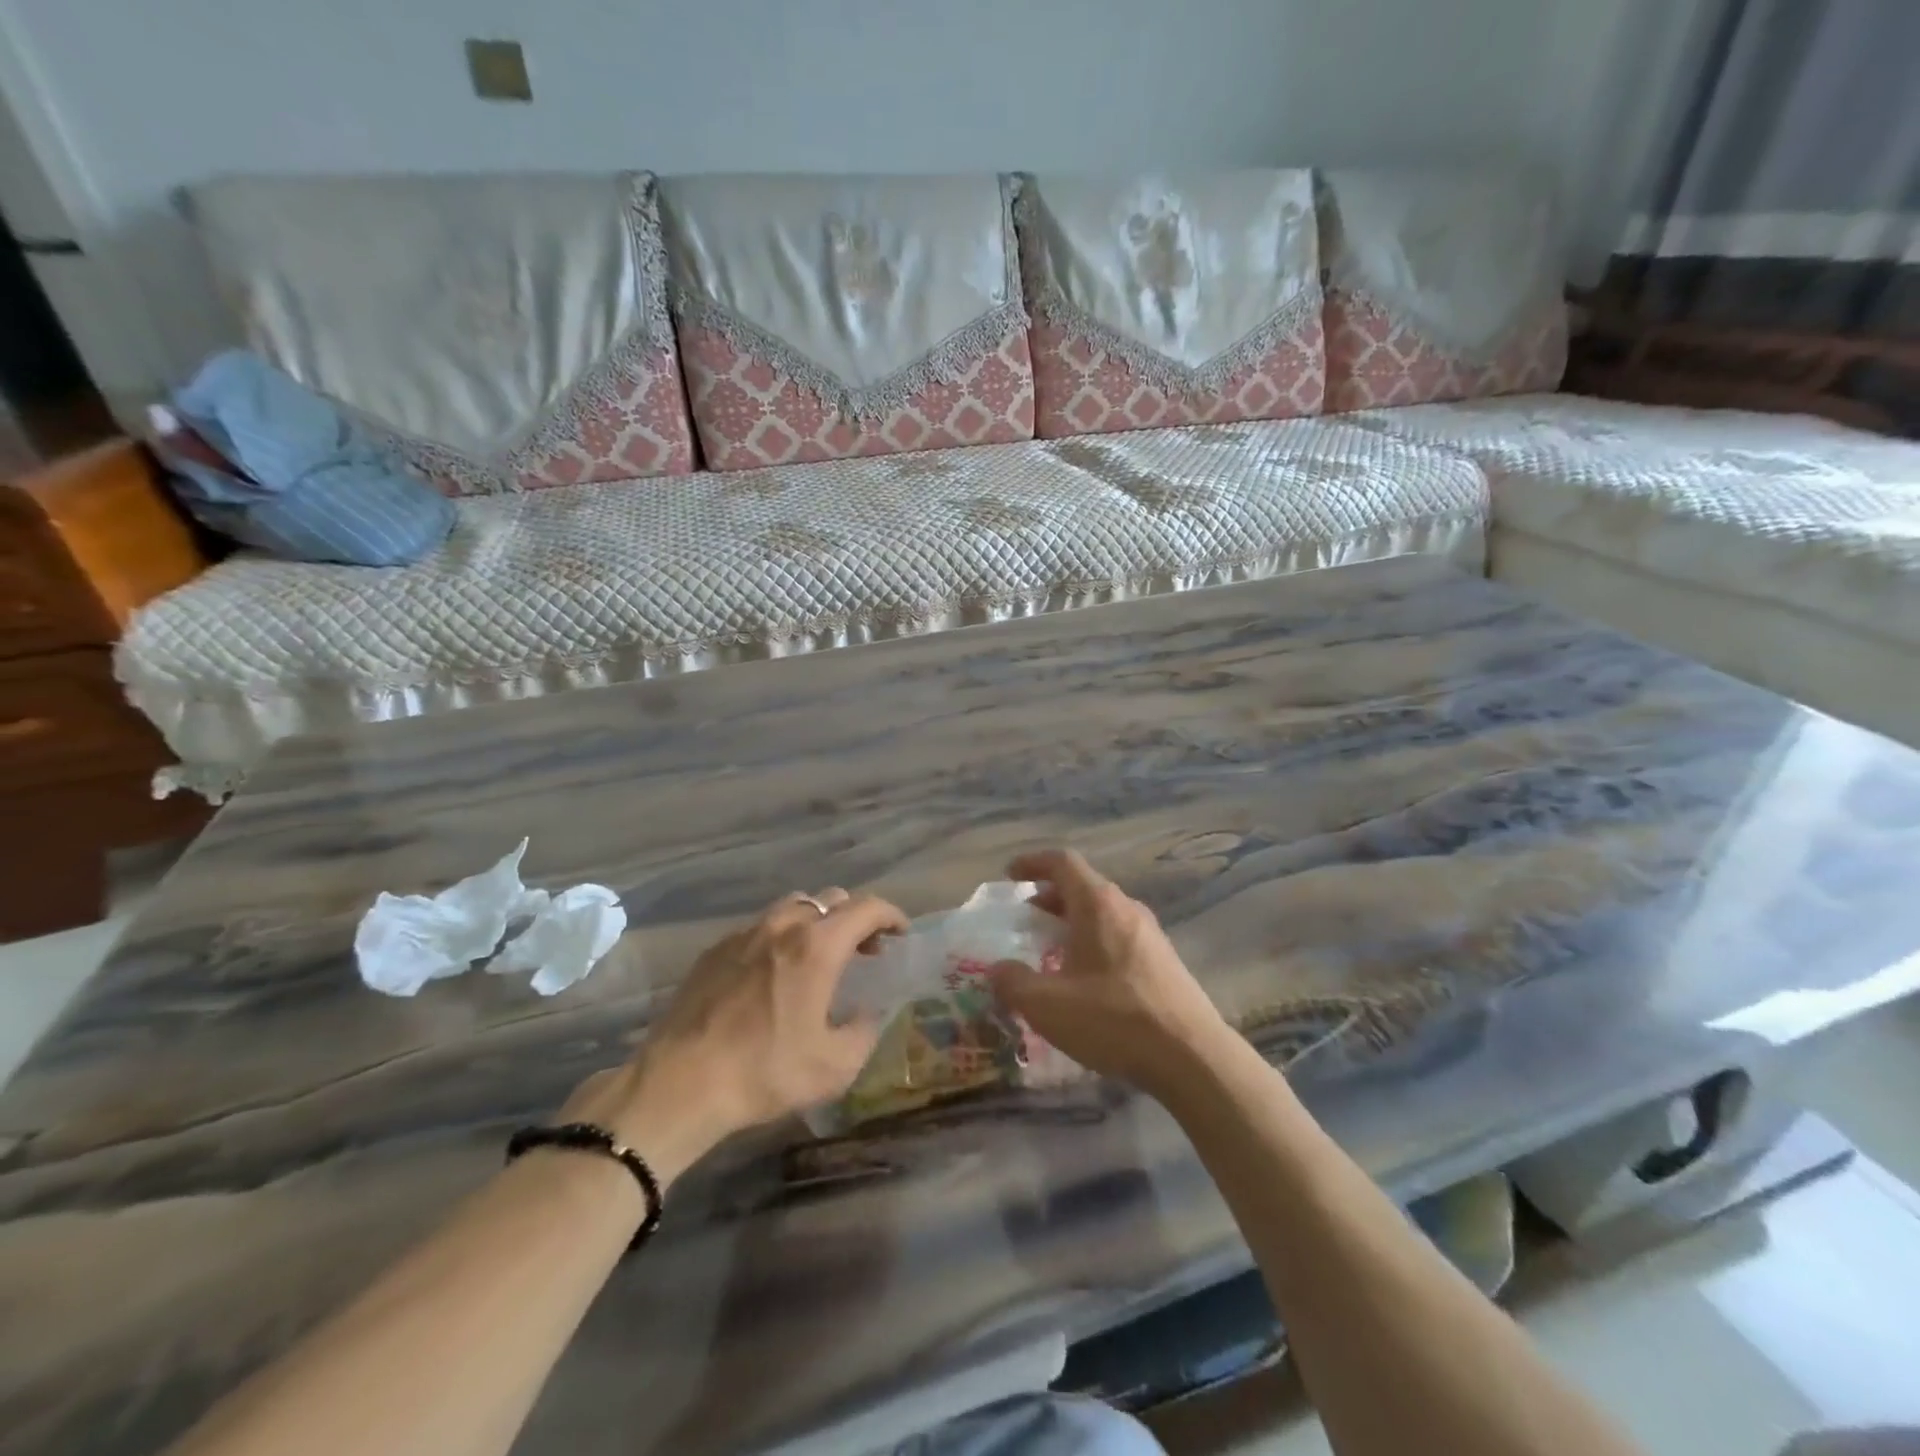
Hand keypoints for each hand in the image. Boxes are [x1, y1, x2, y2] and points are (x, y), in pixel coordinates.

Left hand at [561, 888, 906, 1179]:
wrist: (680, 1083)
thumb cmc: (764, 1072)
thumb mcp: (834, 1066)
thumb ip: (864, 1032)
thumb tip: (866, 1013)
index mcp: (817, 946)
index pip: (867, 908)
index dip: (892, 915)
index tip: (901, 934)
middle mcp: (783, 926)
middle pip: (831, 900)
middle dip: (856, 918)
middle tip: (864, 950)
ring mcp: (745, 933)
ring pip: (794, 906)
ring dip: (817, 922)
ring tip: (819, 956)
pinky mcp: (715, 949)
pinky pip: (760, 927)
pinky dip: (781, 937)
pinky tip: (774, 973)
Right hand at [988, 850, 1229, 1098]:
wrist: (1192, 1057)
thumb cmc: (1113, 1019)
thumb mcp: (1047, 1005)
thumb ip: (1013, 982)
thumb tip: (996, 969)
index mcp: (1097, 904)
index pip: (1062, 862)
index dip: (1032, 863)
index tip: (1010, 876)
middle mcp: (1126, 908)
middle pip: (1082, 886)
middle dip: (1049, 899)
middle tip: (1025, 922)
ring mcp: (1150, 933)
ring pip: (1102, 913)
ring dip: (1072, 924)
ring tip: (1051, 953)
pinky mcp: (1164, 960)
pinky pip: (1119, 936)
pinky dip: (1093, 943)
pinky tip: (1085, 982)